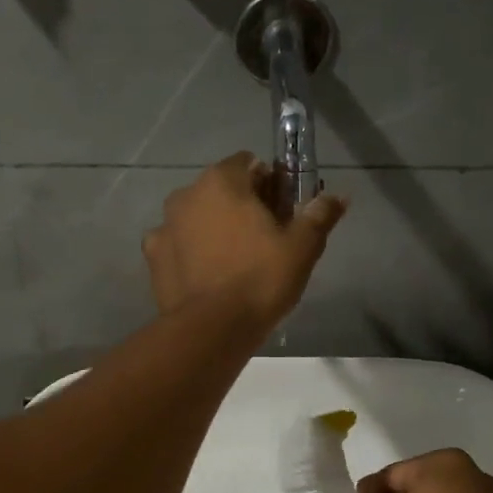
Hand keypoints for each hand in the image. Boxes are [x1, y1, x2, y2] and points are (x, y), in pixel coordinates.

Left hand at [143, 154, 346, 324]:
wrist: (211, 329)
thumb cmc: (260, 279)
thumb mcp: (302, 247)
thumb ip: (319, 215)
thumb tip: (338, 196)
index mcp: (222, 181)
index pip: (248, 164)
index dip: (269, 183)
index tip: (283, 210)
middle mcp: (186, 194)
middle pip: (220, 189)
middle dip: (241, 205)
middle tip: (264, 238)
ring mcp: (164, 226)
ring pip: (196, 217)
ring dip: (213, 227)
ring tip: (234, 260)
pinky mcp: (153, 257)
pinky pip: (177, 245)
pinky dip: (190, 252)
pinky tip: (206, 274)